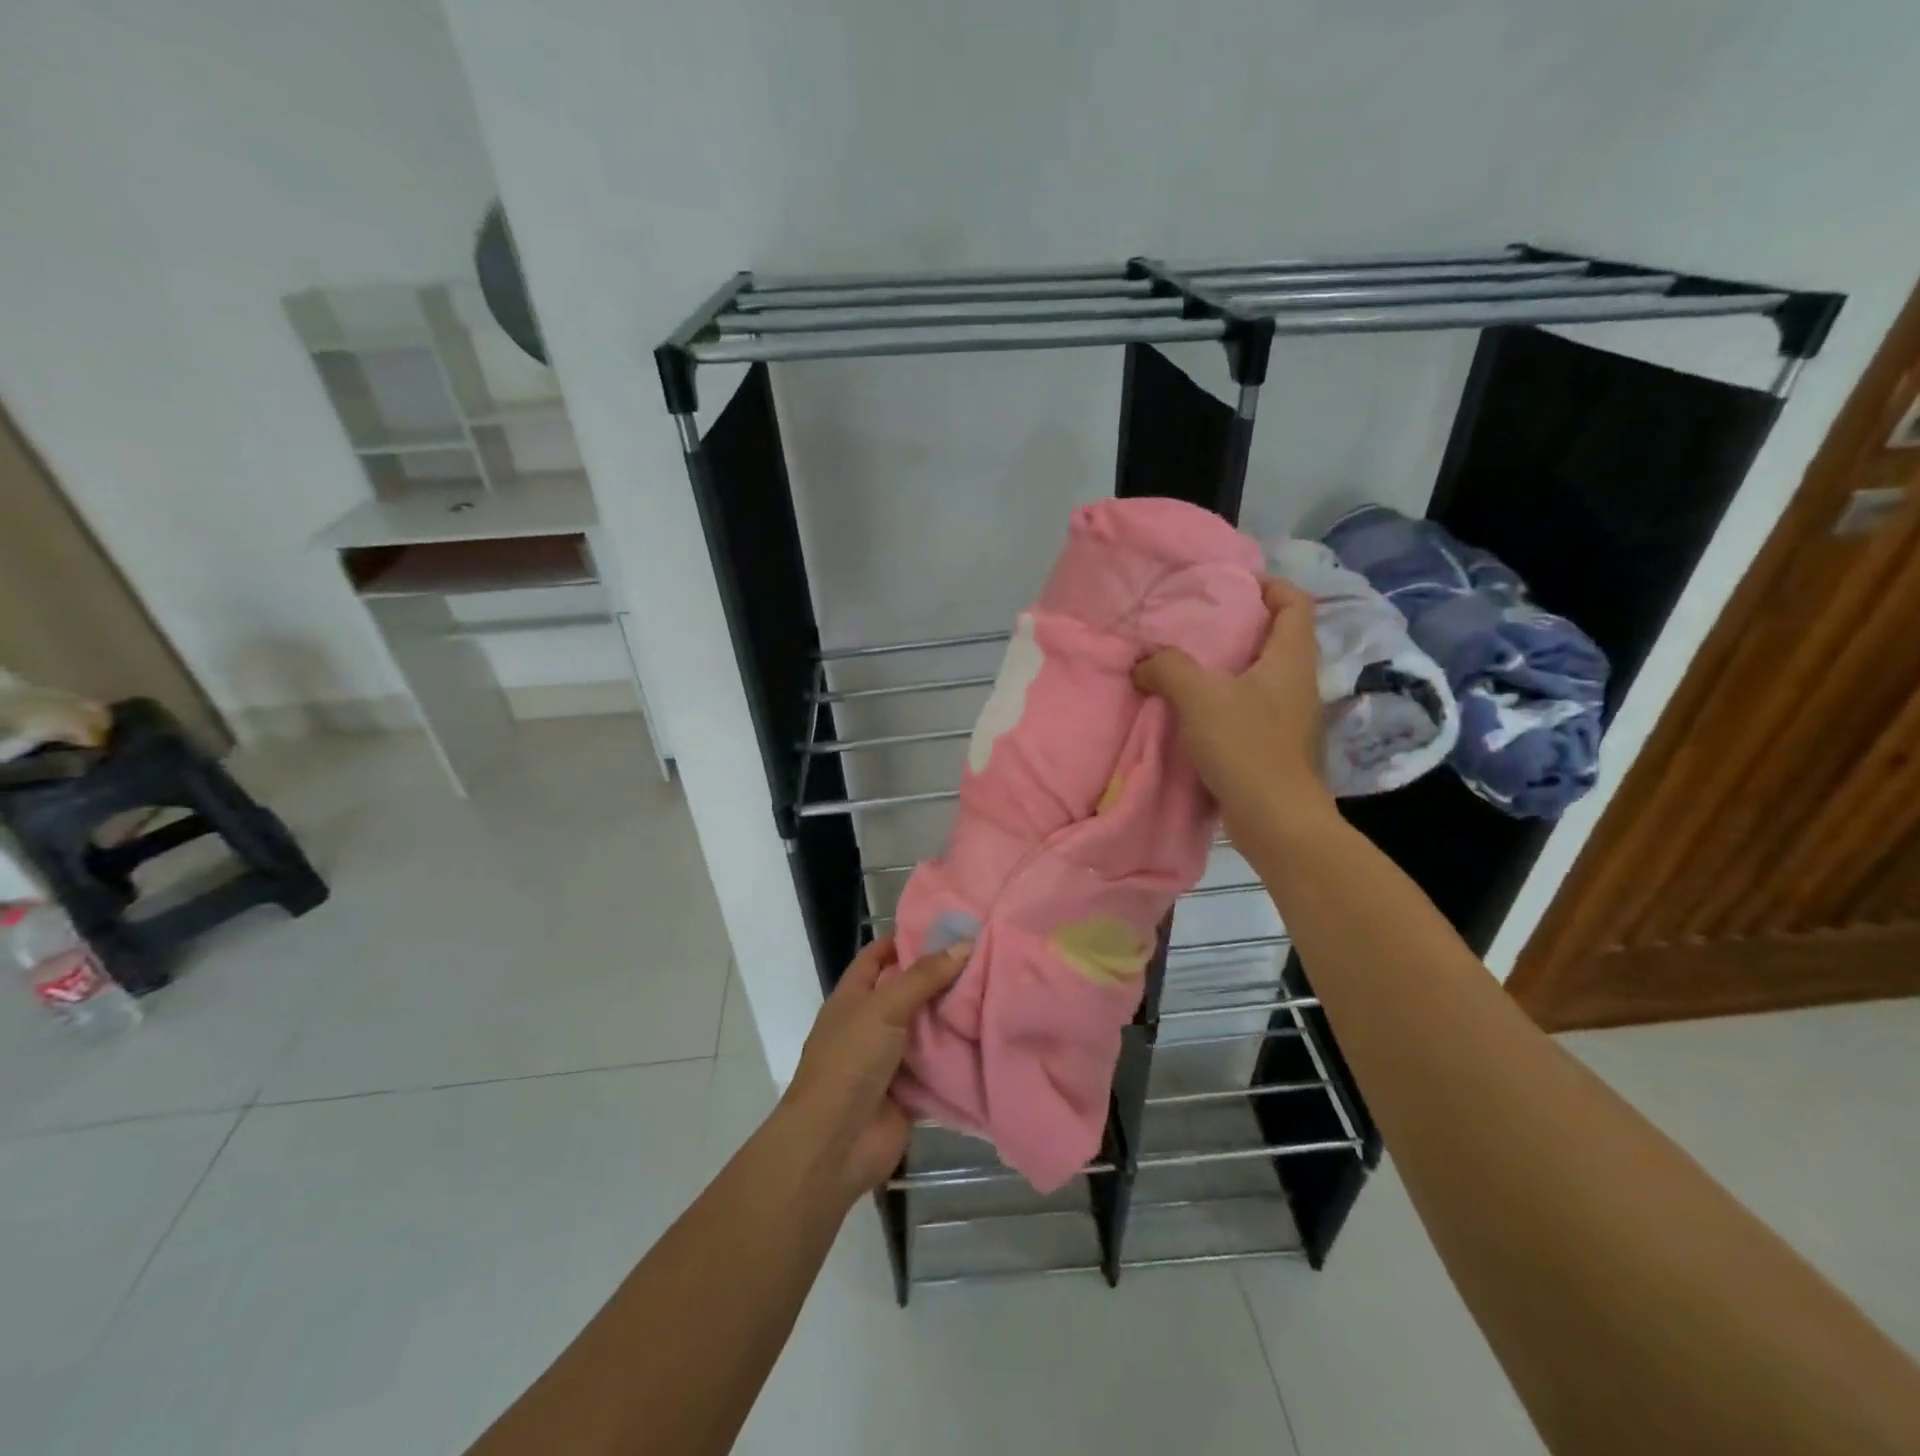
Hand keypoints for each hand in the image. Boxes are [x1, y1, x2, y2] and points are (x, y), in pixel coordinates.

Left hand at [778, 936, 970, 1203]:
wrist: (835, 1144)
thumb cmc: (850, 1061)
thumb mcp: (884, 1008)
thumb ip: (924, 976)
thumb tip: (965, 943)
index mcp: (854, 996)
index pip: (879, 955)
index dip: (907, 939)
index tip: (948, 926)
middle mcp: (871, 1022)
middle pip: (909, 990)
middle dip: (942, 976)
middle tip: (986, 956)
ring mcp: (890, 1058)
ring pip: (928, 1028)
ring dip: (955, 1016)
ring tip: (999, 990)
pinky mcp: (910, 1090)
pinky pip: (939, 1065)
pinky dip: (960, 1055)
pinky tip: (993, 1036)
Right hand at [1134, 576, 1334, 843]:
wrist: (1276, 820)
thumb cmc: (1246, 746)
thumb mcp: (1198, 696)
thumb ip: (1167, 668)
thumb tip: (1143, 662)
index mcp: (1290, 658)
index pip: (1294, 602)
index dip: (1268, 585)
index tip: (1231, 585)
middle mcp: (1297, 682)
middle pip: (1276, 637)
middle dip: (1239, 625)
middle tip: (1196, 623)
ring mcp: (1290, 716)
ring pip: (1260, 675)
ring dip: (1228, 666)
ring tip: (1186, 664)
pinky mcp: (1276, 745)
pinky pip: (1250, 707)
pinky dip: (1224, 700)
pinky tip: (1192, 710)